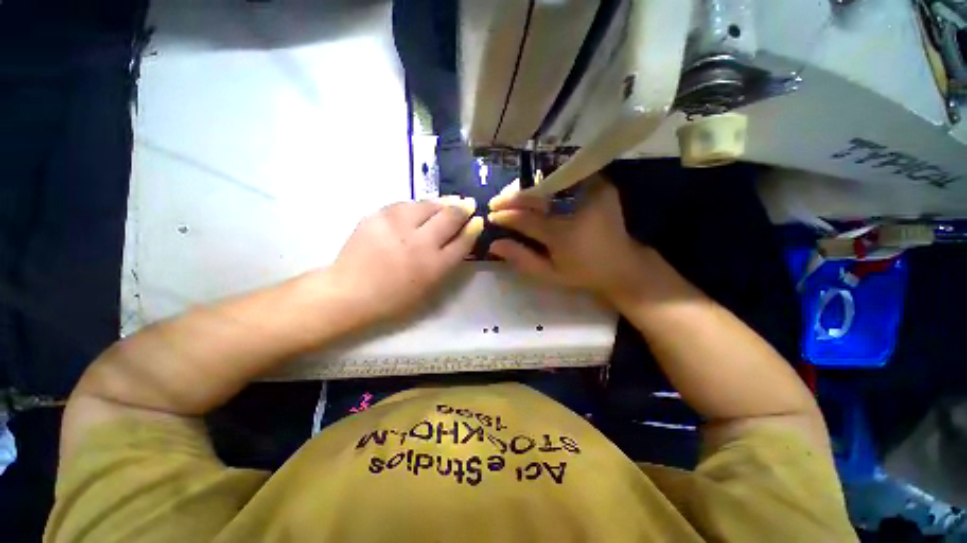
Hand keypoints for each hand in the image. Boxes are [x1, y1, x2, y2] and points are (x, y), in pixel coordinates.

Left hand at [331, 197, 483, 322]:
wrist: (351, 292)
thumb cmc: (394, 298)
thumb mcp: (429, 287)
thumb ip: (447, 262)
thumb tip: (459, 238)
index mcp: (435, 265)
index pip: (463, 241)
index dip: (473, 228)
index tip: (477, 220)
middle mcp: (420, 243)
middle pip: (450, 217)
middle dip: (463, 209)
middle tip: (468, 204)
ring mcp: (398, 226)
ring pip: (428, 205)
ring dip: (442, 202)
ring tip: (448, 202)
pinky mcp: (378, 216)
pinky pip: (405, 204)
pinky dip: (417, 205)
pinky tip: (420, 208)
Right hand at [488, 175, 649, 302]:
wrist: (623, 265)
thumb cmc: (584, 273)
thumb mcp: (550, 274)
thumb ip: (522, 259)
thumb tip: (494, 245)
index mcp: (564, 234)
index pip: (526, 219)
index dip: (506, 216)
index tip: (492, 215)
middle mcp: (578, 208)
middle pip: (538, 194)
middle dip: (514, 197)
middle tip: (497, 202)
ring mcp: (593, 192)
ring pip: (551, 182)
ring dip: (529, 187)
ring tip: (514, 196)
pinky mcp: (601, 186)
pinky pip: (568, 178)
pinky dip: (550, 182)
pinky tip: (537, 189)